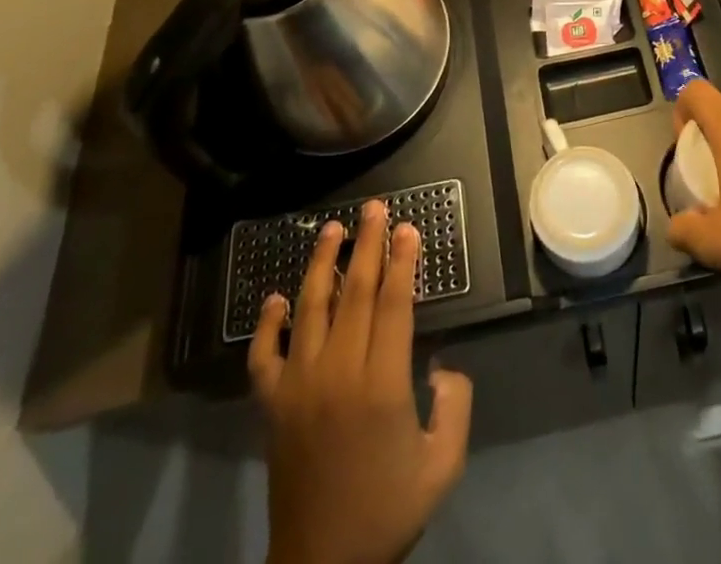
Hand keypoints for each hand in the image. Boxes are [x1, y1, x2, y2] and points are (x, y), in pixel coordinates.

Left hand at [249, 200, 472, 563]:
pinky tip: (277, 297)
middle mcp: (338, 372)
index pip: (395, 303)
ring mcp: (299, 386)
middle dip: (368, 244)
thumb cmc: (387, 513)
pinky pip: (265, 355)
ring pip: (311, 308)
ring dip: (323, 263)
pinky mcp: (272, 405)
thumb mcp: (442, 464)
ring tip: (332, 228)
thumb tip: (440, 364)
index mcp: (382, 384)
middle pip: (356, 292)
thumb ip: (454, 405)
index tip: (407, 227)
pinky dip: (268, 323)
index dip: (403, 261)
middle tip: (374, 208)